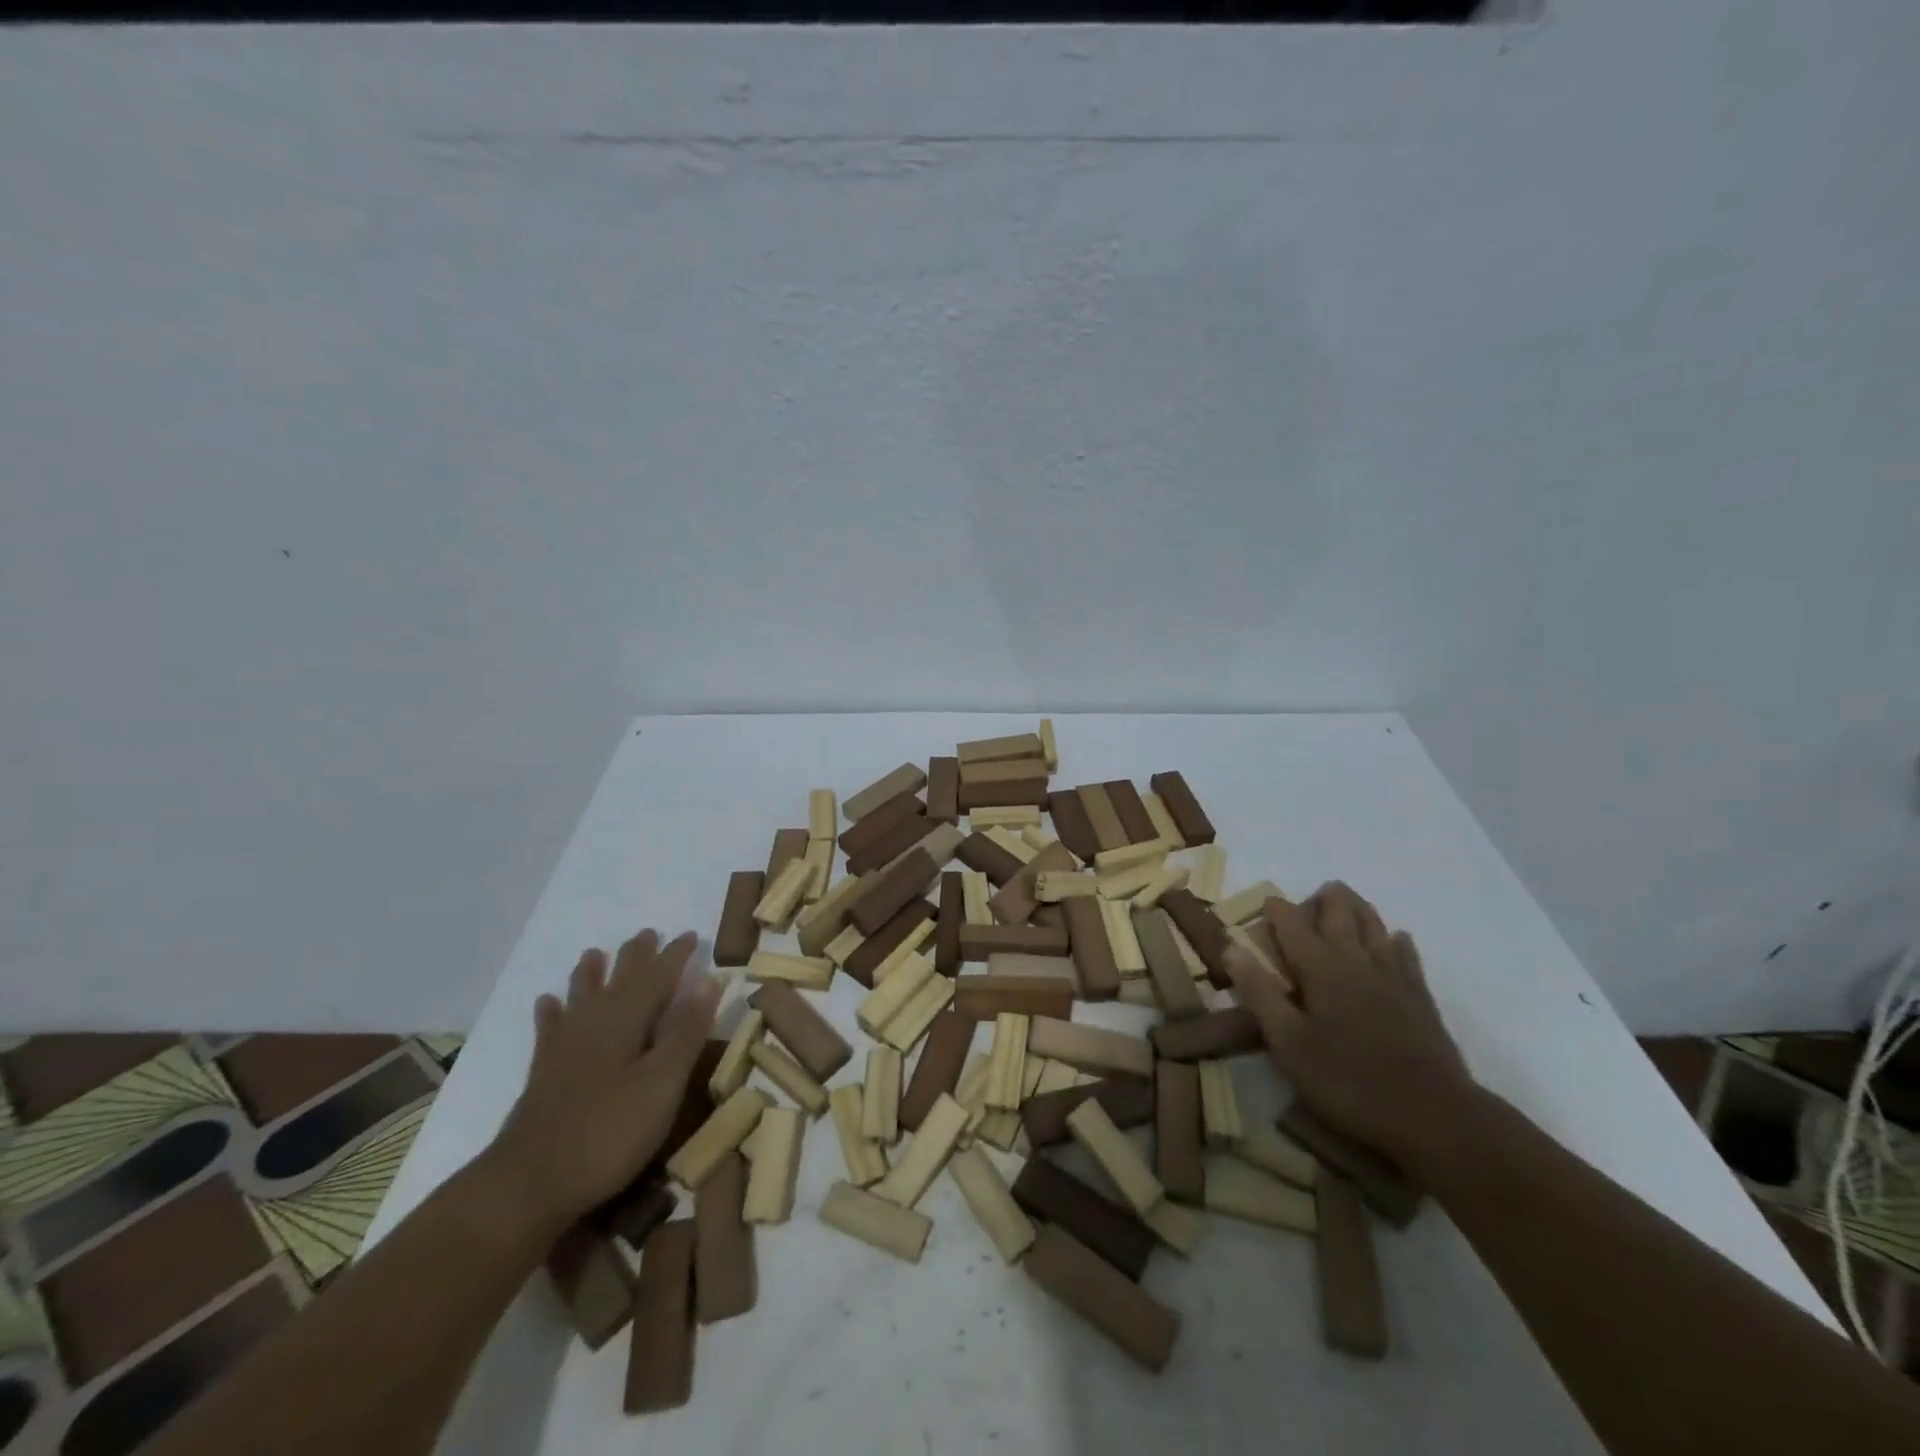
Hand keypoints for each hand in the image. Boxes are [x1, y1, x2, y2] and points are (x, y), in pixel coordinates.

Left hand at [489, 930, 719, 1235]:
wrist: (528, 1185)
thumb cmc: (608, 1133)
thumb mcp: (662, 1084)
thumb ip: (685, 1032)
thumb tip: (709, 980)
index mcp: (626, 1022)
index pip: (657, 978)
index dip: (675, 956)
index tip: (692, 935)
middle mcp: (593, 1025)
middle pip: (618, 981)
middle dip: (635, 957)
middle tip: (647, 934)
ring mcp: (564, 1050)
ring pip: (581, 999)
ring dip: (591, 975)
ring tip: (593, 954)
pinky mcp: (544, 1076)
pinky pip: (549, 1031)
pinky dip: (551, 1013)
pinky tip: (547, 1004)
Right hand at [1227, 882, 1474, 1169]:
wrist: (1434, 1116)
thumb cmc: (1348, 1081)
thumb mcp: (1288, 1044)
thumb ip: (1259, 993)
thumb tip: (1232, 947)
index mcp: (1320, 967)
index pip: (1292, 922)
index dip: (1276, 909)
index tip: (1264, 907)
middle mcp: (1356, 960)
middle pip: (1339, 912)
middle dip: (1322, 899)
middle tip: (1309, 899)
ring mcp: (1393, 976)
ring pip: (1374, 925)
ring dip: (1357, 908)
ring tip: (1345, 903)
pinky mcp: (1420, 997)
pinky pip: (1406, 953)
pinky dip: (1395, 939)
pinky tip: (1395, 938)